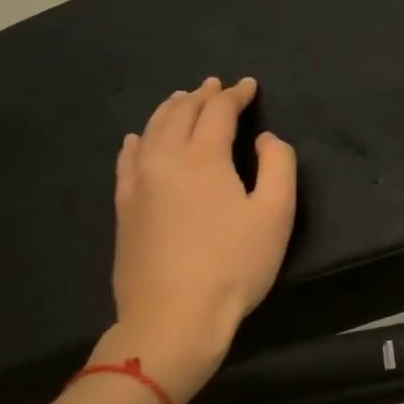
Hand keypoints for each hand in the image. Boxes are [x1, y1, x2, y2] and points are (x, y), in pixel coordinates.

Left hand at [91, 77, 297, 403]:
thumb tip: (265, 139)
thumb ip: (279, 164)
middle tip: (217, 86)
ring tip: (182, 99)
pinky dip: (138, 140)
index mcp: (204, 157)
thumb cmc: (234, 265)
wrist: (173, 317)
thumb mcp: (276, 214)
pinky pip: (127, 160)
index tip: (250, 86)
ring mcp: (138, 183)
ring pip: (152, 130)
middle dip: (202, 95)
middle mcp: (165, 159)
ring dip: (170, 109)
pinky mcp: (124, 208)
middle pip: (181, 113)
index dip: (236, 94)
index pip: (218, 111)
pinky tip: (137, 139)